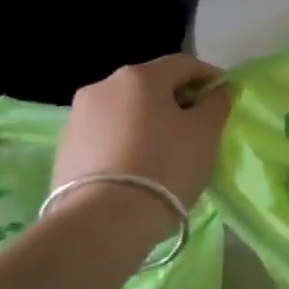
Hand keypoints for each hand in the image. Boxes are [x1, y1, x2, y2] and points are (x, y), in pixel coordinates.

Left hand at [53, 54, 233, 210]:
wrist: (101, 224)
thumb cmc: (164, 166)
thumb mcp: (205, 133)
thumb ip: (216, 104)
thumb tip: (219, 90)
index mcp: (140, 76)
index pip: (183, 64)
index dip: (208, 76)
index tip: (224, 95)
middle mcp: (104, 86)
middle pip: (151, 86)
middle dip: (176, 100)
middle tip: (196, 126)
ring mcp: (78, 118)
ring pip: (126, 111)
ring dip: (148, 122)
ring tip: (165, 151)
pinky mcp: (65, 149)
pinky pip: (106, 136)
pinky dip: (125, 142)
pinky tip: (137, 168)